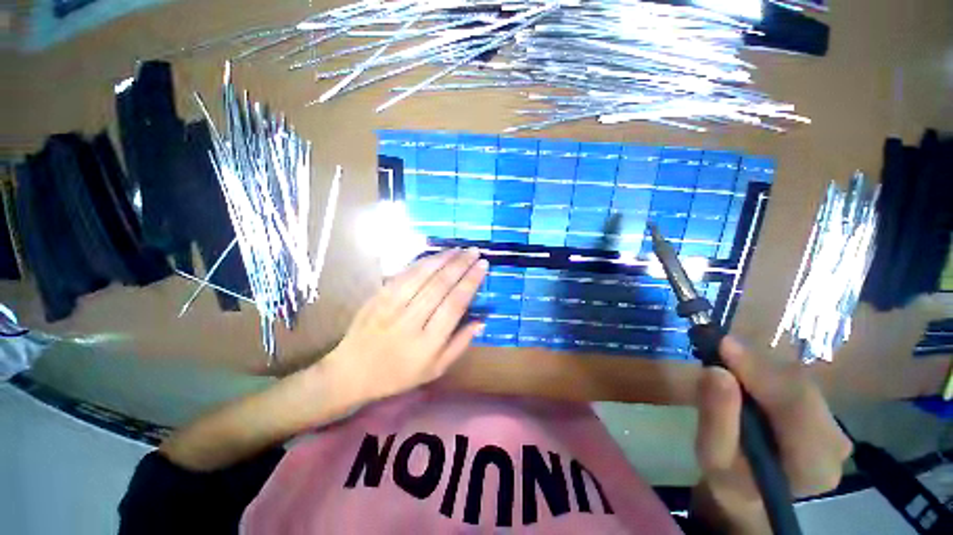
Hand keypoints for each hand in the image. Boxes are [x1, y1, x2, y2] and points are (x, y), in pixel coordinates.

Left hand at [323, 248, 487, 403]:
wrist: (352, 372)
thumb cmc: (399, 374)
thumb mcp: (436, 369)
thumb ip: (460, 344)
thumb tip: (481, 320)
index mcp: (427, 344)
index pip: (454, 305)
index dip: (470, 282)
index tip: (483, 265)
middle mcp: (410, 322)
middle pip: (440, 286)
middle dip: (460, 265)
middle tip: (474, 251)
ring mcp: (391, 307)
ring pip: (421, 276)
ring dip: (442, 259)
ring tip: (459, 249)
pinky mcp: (378, 297)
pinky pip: (403, 274)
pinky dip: (421, 262)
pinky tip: (434, 255)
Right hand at [692, 336, 852, 532]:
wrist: (754, 496)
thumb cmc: (731, 480)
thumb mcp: (713, 456)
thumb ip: (716, 418)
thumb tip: (715, 371)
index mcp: (814, 466)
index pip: (797, 406)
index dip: (760, 371)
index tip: (722, 345)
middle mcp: (835, 443)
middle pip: (799, 388)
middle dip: (756, 366)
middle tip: (717, 352)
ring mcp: (835, 428)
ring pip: (797, 381)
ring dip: (759, 369)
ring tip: (727, 367)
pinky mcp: (825, 416)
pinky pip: (795, 383)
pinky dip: (766, 375)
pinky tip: (745, 379)